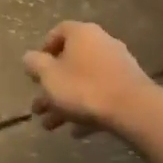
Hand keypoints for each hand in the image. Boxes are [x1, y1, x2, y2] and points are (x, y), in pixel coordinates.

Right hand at [23, 21, 154, 136]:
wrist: (133, 109)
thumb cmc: (84, 88)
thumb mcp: (49, 76)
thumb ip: (34, 64)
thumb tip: (29, 57)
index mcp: (81, 33)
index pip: (59, 31)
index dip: (44, 49)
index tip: (35, 70)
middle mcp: (101, 42)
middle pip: (70, 62)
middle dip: (52, 86)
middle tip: (38, 107)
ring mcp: (118, 64)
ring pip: (84, 81)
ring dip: (66, 102)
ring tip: (51, 126)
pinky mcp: (129, 86)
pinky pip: (102, 94)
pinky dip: (87, 109)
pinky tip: (77, 131)